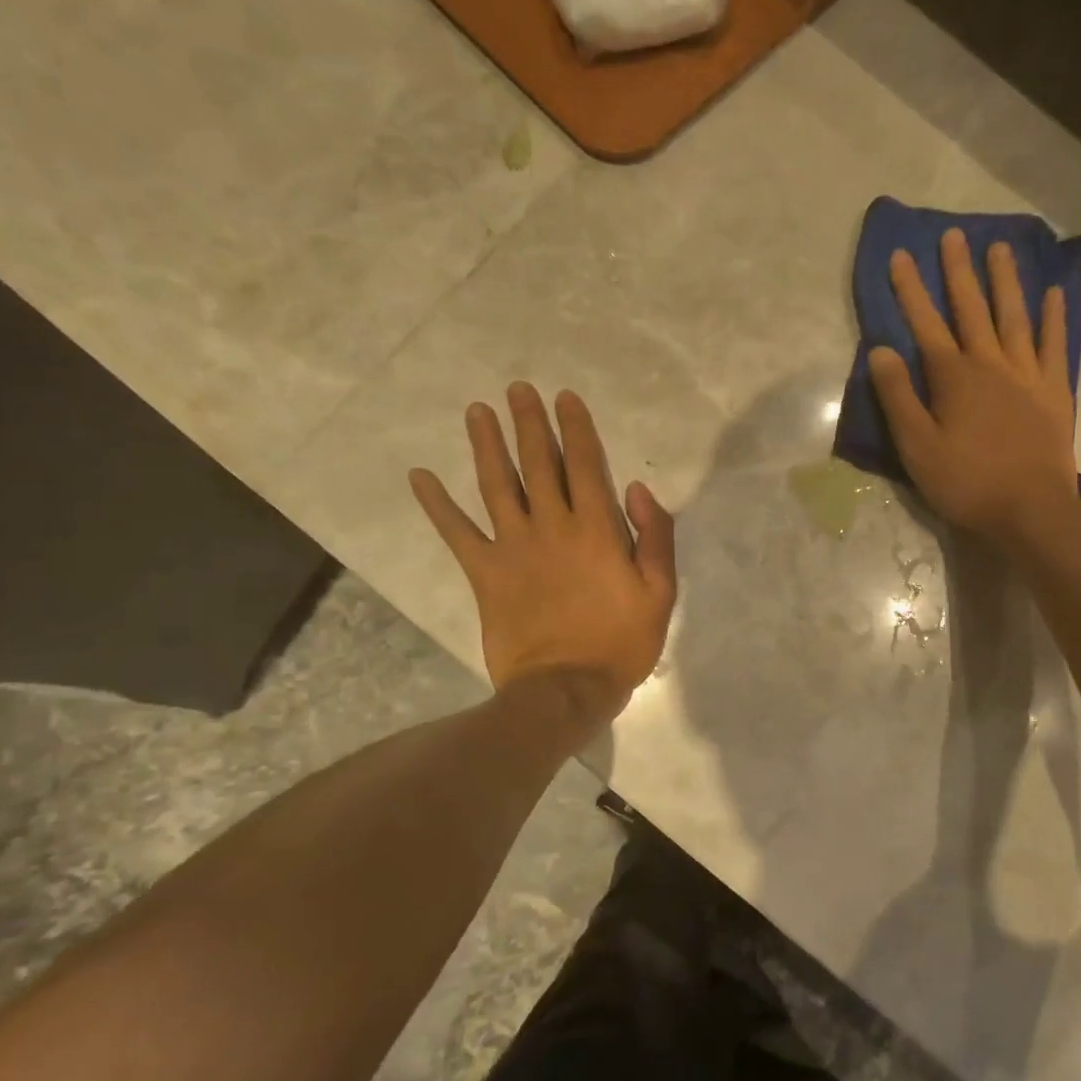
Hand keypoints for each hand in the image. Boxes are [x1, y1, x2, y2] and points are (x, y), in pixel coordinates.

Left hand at [409, 383, 676, 721]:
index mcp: (596, 530)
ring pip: (497, 485)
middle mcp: (551, 527)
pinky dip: (437, 505)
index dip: (575, 428)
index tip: (564, 397)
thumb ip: (655, 537)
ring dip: (486, 445)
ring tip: (477, 412)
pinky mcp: (485, 573)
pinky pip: (457, 532)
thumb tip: (637, 489)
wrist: (564, 690)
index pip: (585, 465)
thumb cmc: (620, 643)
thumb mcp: (660, 593)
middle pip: (538, 464)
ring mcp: (513, 548)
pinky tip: (420, 477)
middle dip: (529, 424)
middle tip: (517, 390)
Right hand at [869, 228, 1080, 547]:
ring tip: (1000, 248)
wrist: (1031, 510)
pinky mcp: (1054, 391)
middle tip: (954, 235)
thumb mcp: (917, 447)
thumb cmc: (966, 482)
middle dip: (958, 272)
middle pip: (972, 309)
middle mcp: (991, 364)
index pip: (926, 324)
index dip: (910, 290)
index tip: (900, 256)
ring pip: (1014, 317)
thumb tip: (880, 350)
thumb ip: (898, 397)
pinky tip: (1052, 293)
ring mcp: (1027, 374)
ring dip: (1005, 281)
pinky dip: (1053, 317)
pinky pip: (1053, 345)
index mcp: (954, 377)